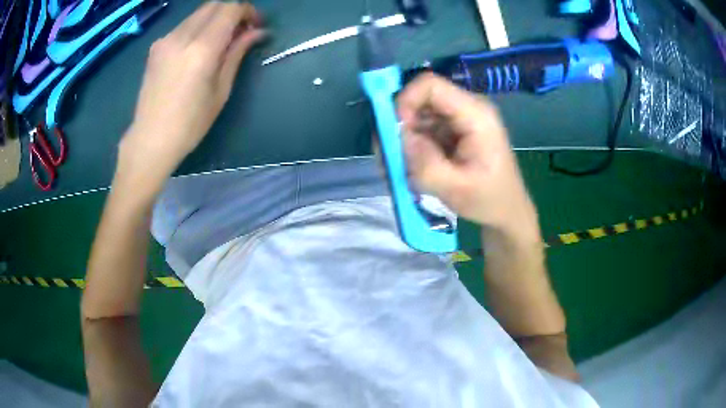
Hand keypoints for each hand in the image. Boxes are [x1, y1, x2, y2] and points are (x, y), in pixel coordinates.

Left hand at [119, 2, 264, 184]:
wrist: (150, 139)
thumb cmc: (190, 123)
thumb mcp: (221, 90)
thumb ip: (237, 53)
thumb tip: (257, 32)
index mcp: (201, 48)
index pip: (230, 8)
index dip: (248, 11)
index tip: (255, 25)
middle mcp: (181, 36)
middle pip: (215, 4)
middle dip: (233, 11)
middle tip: (241, 31)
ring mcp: (165, 39)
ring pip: (199, 13)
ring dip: (215, 19)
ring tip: (221, 41)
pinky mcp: (156, 46)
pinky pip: (184, 25)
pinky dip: (198, 28)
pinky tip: (199, 49)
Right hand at [397, 73, 537, 235]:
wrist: (506, 209)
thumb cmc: (488, 200)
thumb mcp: (456, 189)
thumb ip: (425, 164)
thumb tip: (399, 138)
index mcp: (476, 114)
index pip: (431, 85)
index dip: (405, 101)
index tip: (396, 132)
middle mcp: (468, 107)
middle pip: (422, 98)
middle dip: (402, 124)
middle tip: (394, 156)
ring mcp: (460, 117)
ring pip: (419, 113)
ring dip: (405, 137)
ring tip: (404, 167)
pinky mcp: (454, 128)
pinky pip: (424, 126)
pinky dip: (413, 143)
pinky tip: (414, 165)